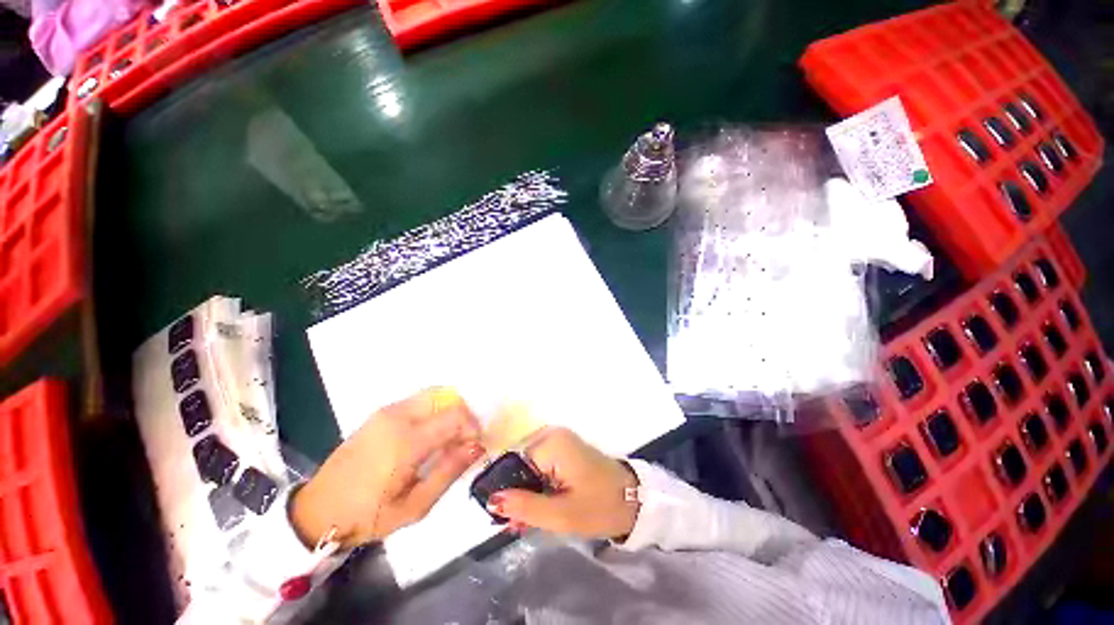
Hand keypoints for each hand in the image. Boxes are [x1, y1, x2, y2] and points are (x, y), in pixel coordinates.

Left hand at [292, 388, 483, 548]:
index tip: (474, 446)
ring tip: (449, 437)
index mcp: (405, 442)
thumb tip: (476, 447)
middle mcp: (397, 417)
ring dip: (449, 411)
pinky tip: (429, 434)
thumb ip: (449, 472)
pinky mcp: (380, 413)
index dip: (472, 427)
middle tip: (464, 440)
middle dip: (463, 415)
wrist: (317, 511)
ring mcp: (386, 411)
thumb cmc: (367, 515)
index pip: (455, 416)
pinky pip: (419, 401)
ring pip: (434, 395)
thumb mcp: (414, 506)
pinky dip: (434, 410)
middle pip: (447, 397)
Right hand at [487, 427, 639, 539]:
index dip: (506, 490)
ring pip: (528, 466)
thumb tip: (491, 500)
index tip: (503, 519)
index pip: (512, 463)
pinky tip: (536, 507)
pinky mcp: (563, 448)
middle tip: (515, 525)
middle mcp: (552, 434)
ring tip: (524, 522)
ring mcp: (559, 440)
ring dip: (525, 492)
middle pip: (519, 463)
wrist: (632, 499)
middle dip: (515, 493)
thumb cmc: (600, 506)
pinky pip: (539, 465)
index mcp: (551, 443)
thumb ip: (525, 506)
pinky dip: (536, 485)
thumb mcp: (561, 514)